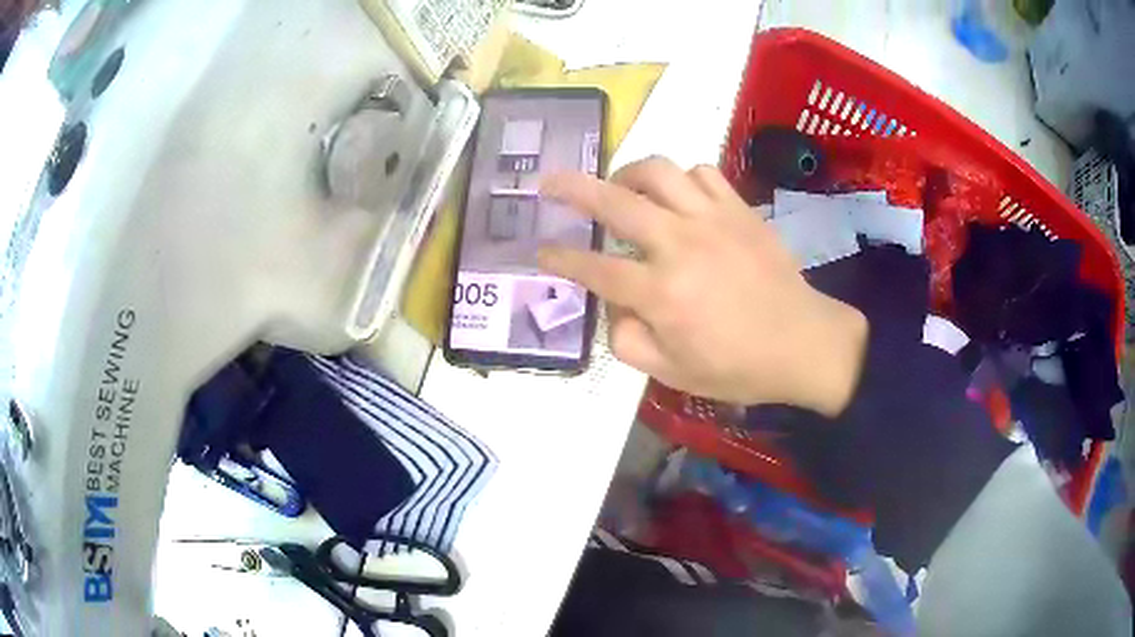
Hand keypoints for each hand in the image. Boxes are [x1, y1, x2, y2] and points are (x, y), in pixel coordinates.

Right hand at [538, 157, 866, 415]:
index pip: (594, 268)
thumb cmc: (738, 365)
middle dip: (571, 188)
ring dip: (627, 174)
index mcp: (661, 294)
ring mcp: (711, 219)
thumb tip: (612, 306)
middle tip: (550, 182)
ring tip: (620, 186)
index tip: (540, 250)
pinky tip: (676, 195)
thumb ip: (628, 341)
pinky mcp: (738, 208)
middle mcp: (680, 245)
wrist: (803, 342)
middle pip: (614, 202)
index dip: (560, 258)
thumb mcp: (673, 374)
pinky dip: (679, 178)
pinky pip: (700, 172)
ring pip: (657, 171)